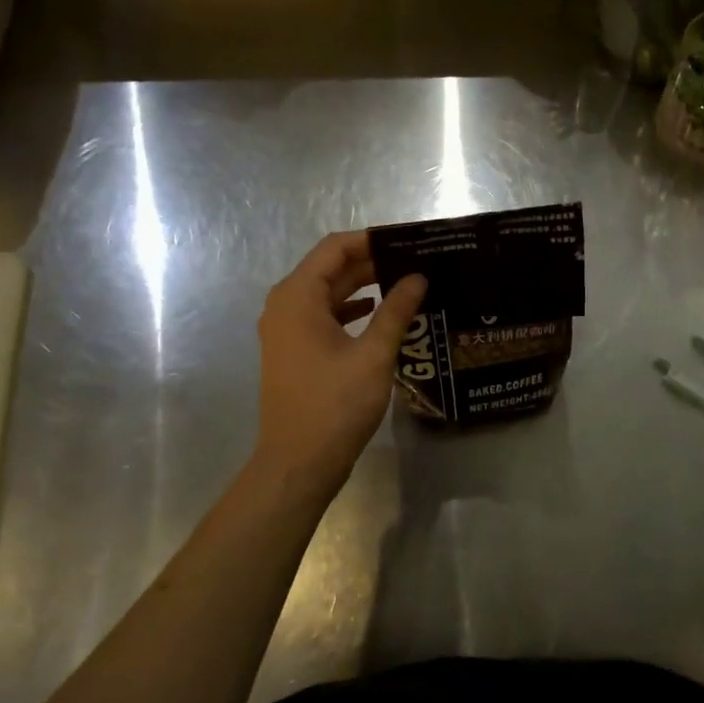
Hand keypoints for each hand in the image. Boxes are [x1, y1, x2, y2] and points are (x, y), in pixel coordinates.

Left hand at [254, 231, 426, 487]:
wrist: (298, 463)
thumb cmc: (335, 405)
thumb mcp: (374, 354)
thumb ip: (396, 310)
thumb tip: (418, 277)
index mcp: (298, 296)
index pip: (335, 248)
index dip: (372, 239)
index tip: (410, 240)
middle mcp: (285, 305)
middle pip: (330, 268)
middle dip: (372, 262)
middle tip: (417, 261)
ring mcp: (287, 330)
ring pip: (328, 293)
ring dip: (364, 286)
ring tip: (407, 283)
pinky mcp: (295, 351)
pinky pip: (325, 316)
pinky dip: (353, 311)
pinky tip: (383, 315)